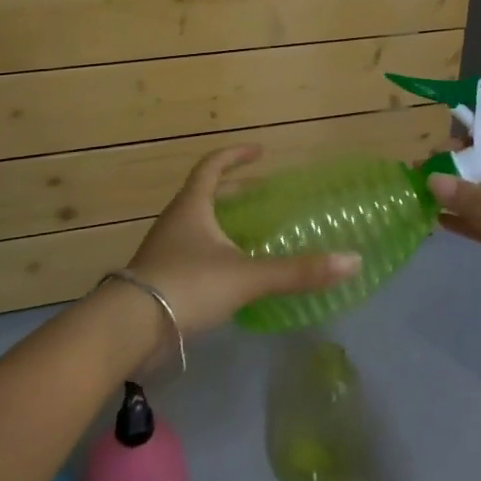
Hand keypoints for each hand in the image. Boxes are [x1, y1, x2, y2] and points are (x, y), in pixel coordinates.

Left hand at [124, 145, 360, 336]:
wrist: (129, 329)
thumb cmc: (187, 285)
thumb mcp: (247, 276)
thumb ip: (297, 271)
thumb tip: (352, 261)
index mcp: (192, 207)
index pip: (212, 167)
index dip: (235, 156)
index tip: (259, 152)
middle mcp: (174, 222)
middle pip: (202, 195)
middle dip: (231, 191)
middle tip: (259, 194)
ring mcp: (163, 251)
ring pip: (196, 227)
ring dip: (220, 223)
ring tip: (248, 234)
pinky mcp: (159, 280)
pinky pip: (190, 255)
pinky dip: (212, 254)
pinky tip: (229, 275)